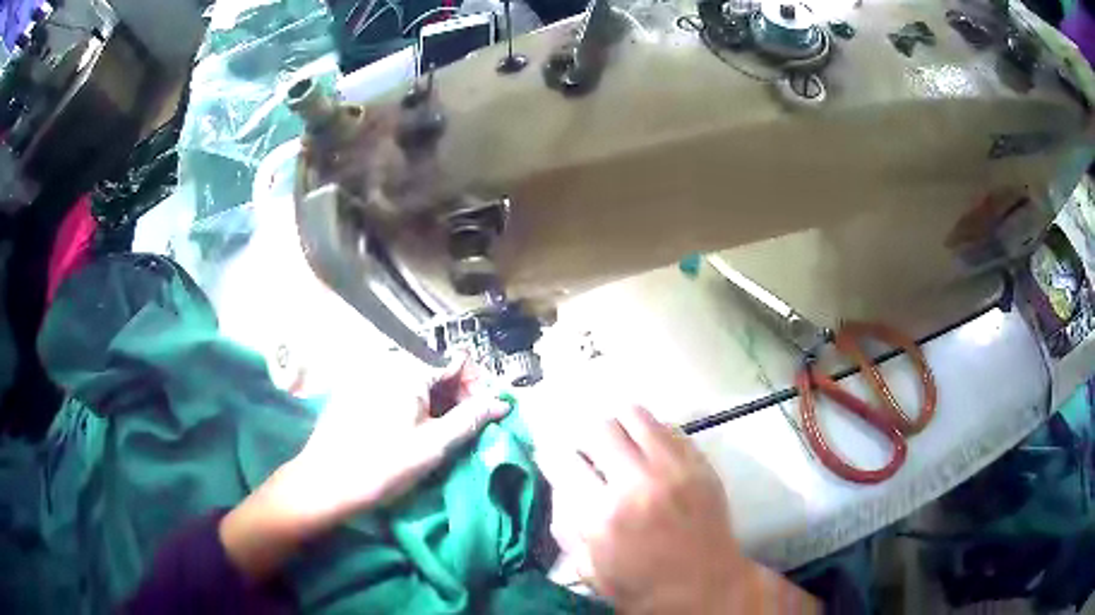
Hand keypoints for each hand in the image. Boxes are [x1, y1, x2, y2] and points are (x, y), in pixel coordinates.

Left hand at [220, 359, 508, 579]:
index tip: (484, 415)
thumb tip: (501, 403)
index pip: (457, 360)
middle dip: (458, 394)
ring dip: (437, 401)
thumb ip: (471, 419)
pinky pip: (396, 387)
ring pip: (416, 379)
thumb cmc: (384, 464)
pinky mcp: (357, 389)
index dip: (478, 385)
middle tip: (466, 428)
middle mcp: (387, 361)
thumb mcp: (435, 445)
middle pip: (436, 367)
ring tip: (442, 433)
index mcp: (408, 368)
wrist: (327, 482)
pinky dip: (414, 404)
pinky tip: (413, 430)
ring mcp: (369, 374)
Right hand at [548, 406, 817, 613]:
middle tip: (585, 451)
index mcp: (603, 515)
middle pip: (598, 428)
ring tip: (616, 443)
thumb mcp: (590, 569)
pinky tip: (648, 451)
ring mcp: (674, 468)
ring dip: (617, 425)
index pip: (563, 461)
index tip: (551, 457)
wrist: (706, 586)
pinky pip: (667, 426)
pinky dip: (649, 432)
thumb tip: (560, 485)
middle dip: (583, 437)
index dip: (550, 455)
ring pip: (634, 415)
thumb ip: (566, 526)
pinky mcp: (699, 463)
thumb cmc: (643, 586)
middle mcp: (638, 482)